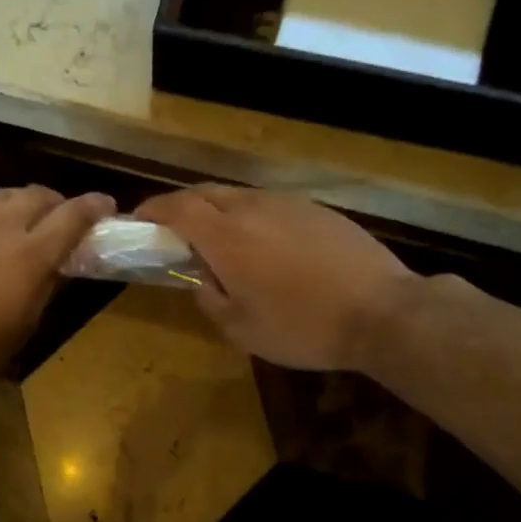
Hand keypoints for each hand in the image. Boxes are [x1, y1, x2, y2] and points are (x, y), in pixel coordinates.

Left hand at [0, 186, 114, 382]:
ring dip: (21, 202)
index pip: (71, 218)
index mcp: (28, 256)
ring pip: (1, 197)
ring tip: (23, 219)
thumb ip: (41, 293)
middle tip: (63, 217)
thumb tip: (56, 271)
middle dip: (57, 201)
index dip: (93, 207)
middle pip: (36, 195)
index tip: (107, 205)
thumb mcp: (17, 331)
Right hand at [137, 186, 415, 370]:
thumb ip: (210, 298)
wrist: (382, 312)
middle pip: (205, 192)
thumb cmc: (303, 327)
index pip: (177, 208)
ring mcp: (289, 204)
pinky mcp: (317, 209)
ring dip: (217, 211)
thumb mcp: (242, 329)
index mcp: (227, 236)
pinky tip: (264, 246)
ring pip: (239, 195)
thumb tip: (201, 278)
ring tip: (219, 242)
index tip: (138, 221)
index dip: (152, 210)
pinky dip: (251, 217)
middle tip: (173, 232)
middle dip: (181, 207)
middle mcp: (253, 207)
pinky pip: (269, 205)